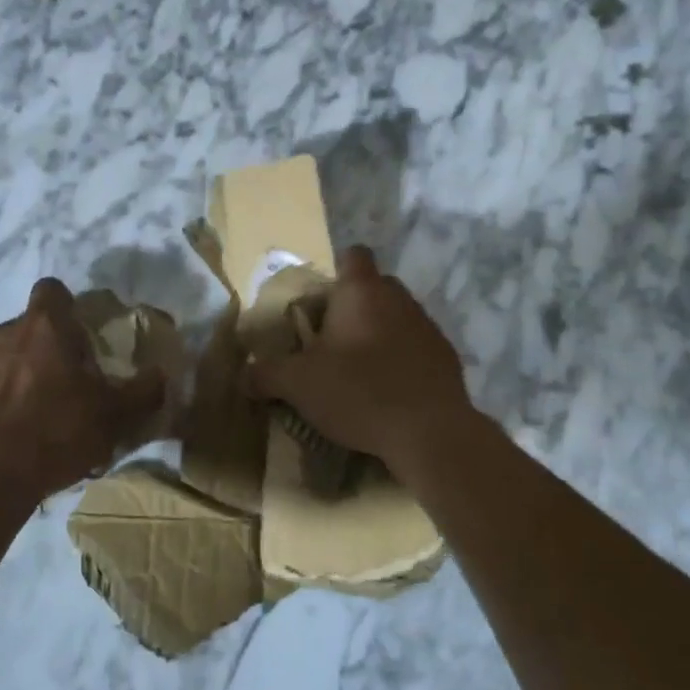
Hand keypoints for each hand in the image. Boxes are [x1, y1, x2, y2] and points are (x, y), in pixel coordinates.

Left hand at [0, 278, 164, 496]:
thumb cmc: (59, 433)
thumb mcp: (116, 415)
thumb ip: (144, 390)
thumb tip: (161, 375)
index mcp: (45, 327)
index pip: (52, 289)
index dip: (66, 307)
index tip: (78, 336)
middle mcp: (2, 332)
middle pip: (28, 327)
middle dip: (43, 348)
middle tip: (62, 386)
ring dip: (14, 373)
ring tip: (29, 414)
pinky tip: (0, 432)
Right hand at [246, 246, 474, 472]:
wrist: (430, 433)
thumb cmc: (359, 391)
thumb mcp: (298, 384)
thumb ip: (266, 375)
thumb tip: (243, 377)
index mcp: (362, 291)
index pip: (353, 256)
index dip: (336, 271)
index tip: (319, 301)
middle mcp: (399, 298)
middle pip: (374, 288)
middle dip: (353, 307)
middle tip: (329, 340)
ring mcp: (428, 327)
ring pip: (397, 318)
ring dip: (378, 335)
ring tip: (358, 371)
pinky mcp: (446, 358)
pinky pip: (416, 349)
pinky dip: (401, 361)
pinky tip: (387, 392)